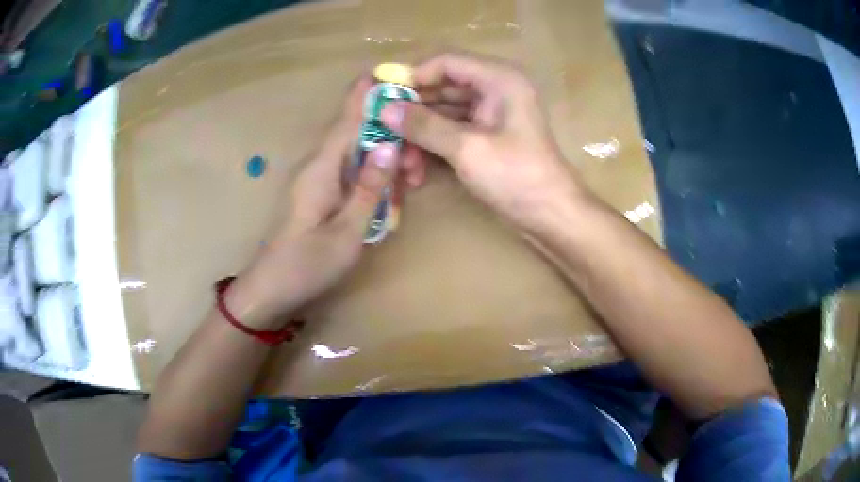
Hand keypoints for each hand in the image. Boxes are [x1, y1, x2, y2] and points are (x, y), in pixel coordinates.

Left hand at [225, 78, 416, 328]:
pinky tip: (387, 202)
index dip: (370, 93)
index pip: (348, 117)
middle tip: (416, 171)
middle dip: (391, 140)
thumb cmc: (306, 266)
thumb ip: (370, 189)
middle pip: (357, 134)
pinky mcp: (318, 193)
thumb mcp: (348, 233)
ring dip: (384, 164)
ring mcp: (317, 179)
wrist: (269, 291)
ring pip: (357, 154)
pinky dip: (372, 180)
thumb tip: (390, 146)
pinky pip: (350, 174)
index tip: (396, 76)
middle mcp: (317, 165)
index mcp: (322, 167)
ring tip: (407, 191)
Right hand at [381, 52, 586, 232]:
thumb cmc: (517, 177)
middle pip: (442, 87)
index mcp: (498, 79)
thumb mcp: (467, 148)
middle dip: (412, 110)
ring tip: (398, 158)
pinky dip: (432, 145)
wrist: (551, 215)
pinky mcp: (485, 136)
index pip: (446, 62)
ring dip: (419, 133)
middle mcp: (494, 89)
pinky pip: (451, 131)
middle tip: (381, 128)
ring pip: (443, 112)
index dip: (412, 75)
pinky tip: (414, 167)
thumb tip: (384, 110)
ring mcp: (489, 114)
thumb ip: (424, 125)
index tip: (382, 95)